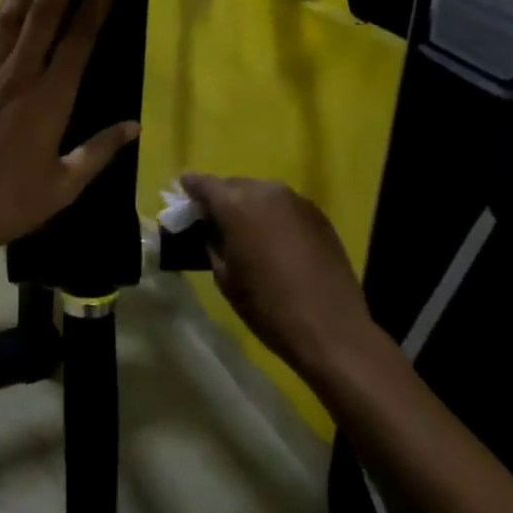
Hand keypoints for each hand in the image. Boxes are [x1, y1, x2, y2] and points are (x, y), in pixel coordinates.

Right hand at [178, 175, 376, 384]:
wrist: (330, 328)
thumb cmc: (267, 306)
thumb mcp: (225, 277)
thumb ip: (213, 243)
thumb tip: (211, 229)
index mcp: (236, 204)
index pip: (205, 184)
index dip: (191, 188)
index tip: (183, 191)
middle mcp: (266, 192)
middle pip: (235, 186)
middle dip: (222, 199)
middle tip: (214, 219)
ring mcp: (296, 201)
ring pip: (262, 194)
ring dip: (250, 206)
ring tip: (245, 231)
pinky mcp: (319, 215)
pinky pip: (285, 207)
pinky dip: (274, 216)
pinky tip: (274, 240)